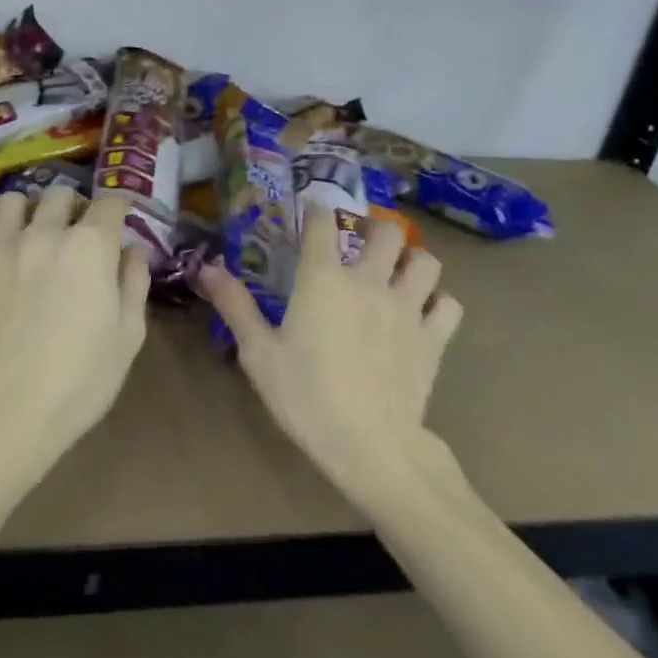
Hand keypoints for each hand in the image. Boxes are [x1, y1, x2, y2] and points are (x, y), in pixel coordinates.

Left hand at [0, 187, 149, 483]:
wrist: (11, 409)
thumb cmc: (83, 376)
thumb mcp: (129, 334)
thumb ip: (134, 283)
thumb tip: (132, 252)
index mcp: (90, 245)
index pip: (110, 201)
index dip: (119, 209)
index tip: (120, 225)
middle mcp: (45, 234)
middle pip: (60, 193)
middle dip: (74, 205)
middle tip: (79, 234)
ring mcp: (4, 250)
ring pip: (12, 202)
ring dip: (29, 212)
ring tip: (36, 236)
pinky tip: (4, 267)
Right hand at [198, 207, 462, 503]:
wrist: (370, 447)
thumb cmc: (306, 397)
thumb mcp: (258, 354)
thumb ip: (235, 305)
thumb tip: (207, 268)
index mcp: (323, 279)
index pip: (323, 223)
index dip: (318, 210)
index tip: (313, 211)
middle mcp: (369, 282)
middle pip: (387, 231)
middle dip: (375, 230)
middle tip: (362, 245)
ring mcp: (408, 308)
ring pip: (426, 261)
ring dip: (412, 261)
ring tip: (398, 273)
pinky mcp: (434, 339)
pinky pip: (449, 306)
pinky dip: (439, 304)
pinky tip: (424, 315)